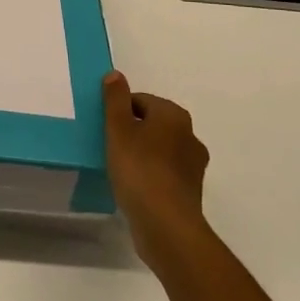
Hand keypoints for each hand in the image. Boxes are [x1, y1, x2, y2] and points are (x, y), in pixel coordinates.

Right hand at [103, 71, 211, 273]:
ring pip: (160, 149)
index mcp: (174, 115)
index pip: (141, 101)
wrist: (166, 225)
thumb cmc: (139, 169)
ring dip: (142, 154)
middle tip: (110, 147)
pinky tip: (134, 187)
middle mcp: (190, 135)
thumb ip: (115, 100)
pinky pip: (165, 173)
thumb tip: (116, 75)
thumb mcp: (118, 129)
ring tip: (120, 169)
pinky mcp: (191, 191)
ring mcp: (194, 165)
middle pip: (152, 124)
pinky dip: (151, 175)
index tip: (105, 129)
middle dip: (132, 132)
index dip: (119, 112)